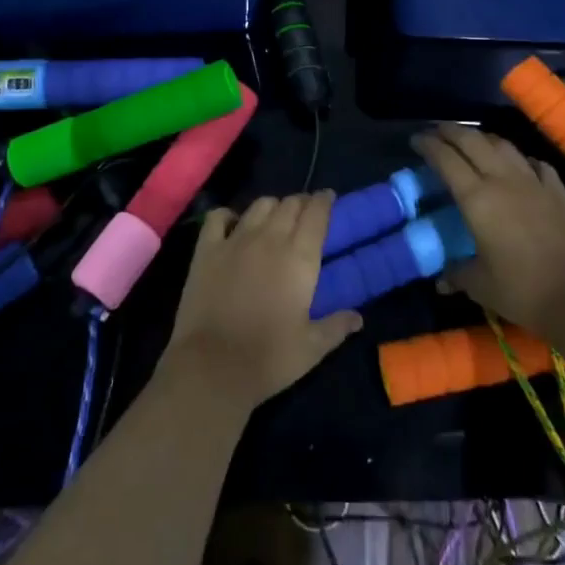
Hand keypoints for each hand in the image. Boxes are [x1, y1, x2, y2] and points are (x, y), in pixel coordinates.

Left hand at [165, 191, 362, 407]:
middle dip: (301, 203)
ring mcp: (235, 240)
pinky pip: (218, 217)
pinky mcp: (206, 249)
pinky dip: (228, 215)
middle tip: (305, 213)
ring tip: (275, 218)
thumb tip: (358, 317)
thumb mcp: (312, 348)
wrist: (212, 366)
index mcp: (299, 257)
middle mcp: (269, 238)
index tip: (329, 198)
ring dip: (272, 207)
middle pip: (289, 204)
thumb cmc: (269, 358)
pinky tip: (233, 224)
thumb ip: (336, 326)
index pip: (316, 214)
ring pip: (259, 205)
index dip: (324, 201)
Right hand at [412, 122, 564, 334]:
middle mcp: (503, 180)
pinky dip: (518, 158)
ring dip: (482, 138)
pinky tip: (517, 165)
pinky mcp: (558, 191)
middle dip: (450, 131)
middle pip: (472, 141)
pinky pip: (533, 163)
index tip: (415, 140)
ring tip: (471, 142)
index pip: (446, 159)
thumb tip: (442, 280)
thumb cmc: (523, 290)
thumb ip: (457, 275)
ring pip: (503, 145)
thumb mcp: (481, 286)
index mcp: (477, 198)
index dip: (428, 145)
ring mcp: (534, 182)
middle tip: (436, 132)